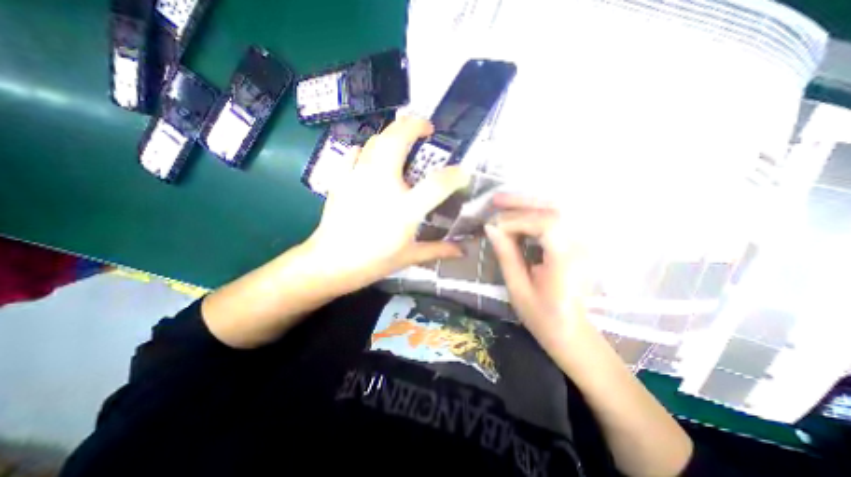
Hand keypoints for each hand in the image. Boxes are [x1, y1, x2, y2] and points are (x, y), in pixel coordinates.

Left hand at [301, 118, 472, 292]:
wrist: (330, 263)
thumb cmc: (373, 261)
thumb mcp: (409, 257)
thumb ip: (438, 250)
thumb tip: (463, 251)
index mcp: (404, 209)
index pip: (436, 184)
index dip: (455, 175)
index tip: (462, 173)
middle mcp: (382, 186)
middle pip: (397, 140)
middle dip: (414, 125)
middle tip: (426, 128)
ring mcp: (358, 178)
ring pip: (376, 140)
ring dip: (392, 134)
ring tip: (403, 140)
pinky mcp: (342, 179)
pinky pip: (356, 152)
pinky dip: (367, 148)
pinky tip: (372, 158)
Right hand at [482, 193, 592, 353]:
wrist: (571, 331)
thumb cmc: (542, 316)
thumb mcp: (517, 288)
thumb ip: (506, 254)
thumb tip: (491, 228)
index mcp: (566, 260)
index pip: (545, 224)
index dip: (516, 220)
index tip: (493, 227)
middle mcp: (579, 246)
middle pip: (553, 210)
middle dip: (521, 203)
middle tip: (495, 200)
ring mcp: (581, 243)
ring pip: (556, 210)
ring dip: (528, 204)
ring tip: (503, 202)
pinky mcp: (576, 243)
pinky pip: (556, 219)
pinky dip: (535, 213)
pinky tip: (519, 213)